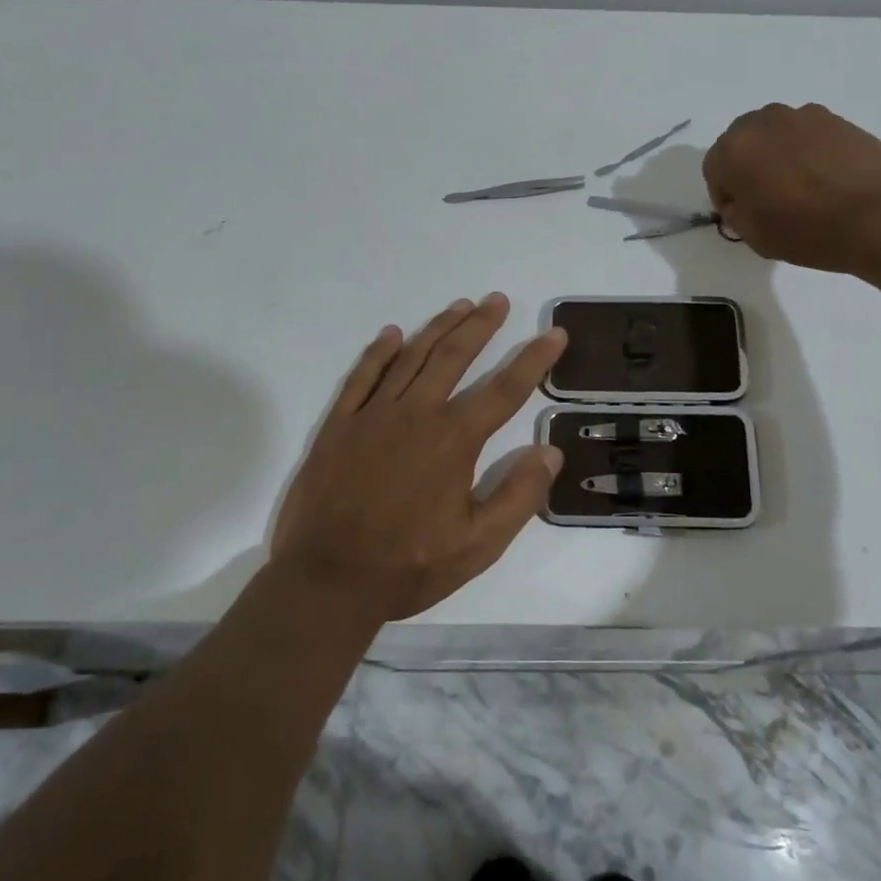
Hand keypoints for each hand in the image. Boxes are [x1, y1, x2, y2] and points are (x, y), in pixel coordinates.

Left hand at [269, 293, 567, 623]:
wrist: (327, 580)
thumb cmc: (408, 565)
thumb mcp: (479, 545)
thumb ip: (519, 496)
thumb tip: (550, 451)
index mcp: (454, 440)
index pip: (505, 390)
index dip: (534, 359)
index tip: (554, 334)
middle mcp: (417, 414)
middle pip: (455, 356)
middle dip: (481, 325)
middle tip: (497, 300)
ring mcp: (373, 415)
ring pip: (411, 357)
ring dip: (438, 328)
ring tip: (459, 305)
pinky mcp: (339, 425)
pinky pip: (362, 376)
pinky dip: (378, 352)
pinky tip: (392, 334)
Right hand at [703, 103, 880, 274]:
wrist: (880, 215)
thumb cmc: (808, 230)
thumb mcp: (755, 236)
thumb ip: (736, 214)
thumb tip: (741, 201)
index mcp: (734, 149)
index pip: (713, 169)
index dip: (724, 196)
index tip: (742, 216)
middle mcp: (763, 122)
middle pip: (742, 143)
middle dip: (747, 168)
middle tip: (766, 199)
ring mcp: (802, 115)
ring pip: (775, 136)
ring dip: (776, 156)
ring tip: (798, 188)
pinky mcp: (836, 118)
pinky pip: (806, 134)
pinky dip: (806, 152)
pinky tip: (824, 179)